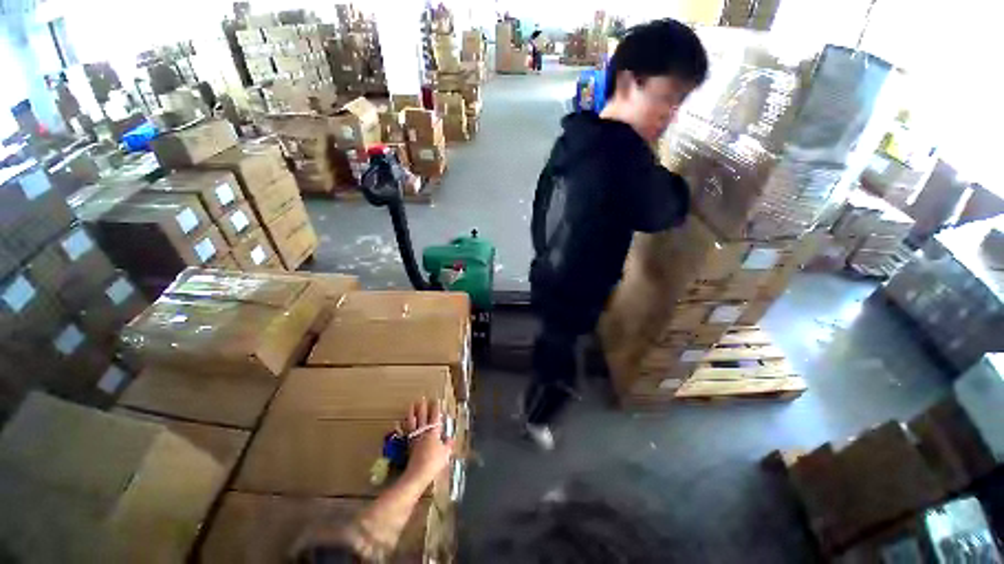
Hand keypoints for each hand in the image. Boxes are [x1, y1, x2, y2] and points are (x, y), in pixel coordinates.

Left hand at [400, 398, 453, 487]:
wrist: (417, 474)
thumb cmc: (434, 462)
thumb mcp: (445, 454)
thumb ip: (448, 445)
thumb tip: (451, 439)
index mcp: (433, 432)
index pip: (435, 417)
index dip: (436, 408)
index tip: (436, 400)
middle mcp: (423, 432)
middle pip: (423, 417)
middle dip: (423, 407)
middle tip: (422, 398)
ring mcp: (415, 438)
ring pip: (413, 422)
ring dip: (412, 413)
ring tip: (411, 405)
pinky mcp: (408, 445)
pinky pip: (406, 432)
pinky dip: (403, 426)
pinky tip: (399, 422)